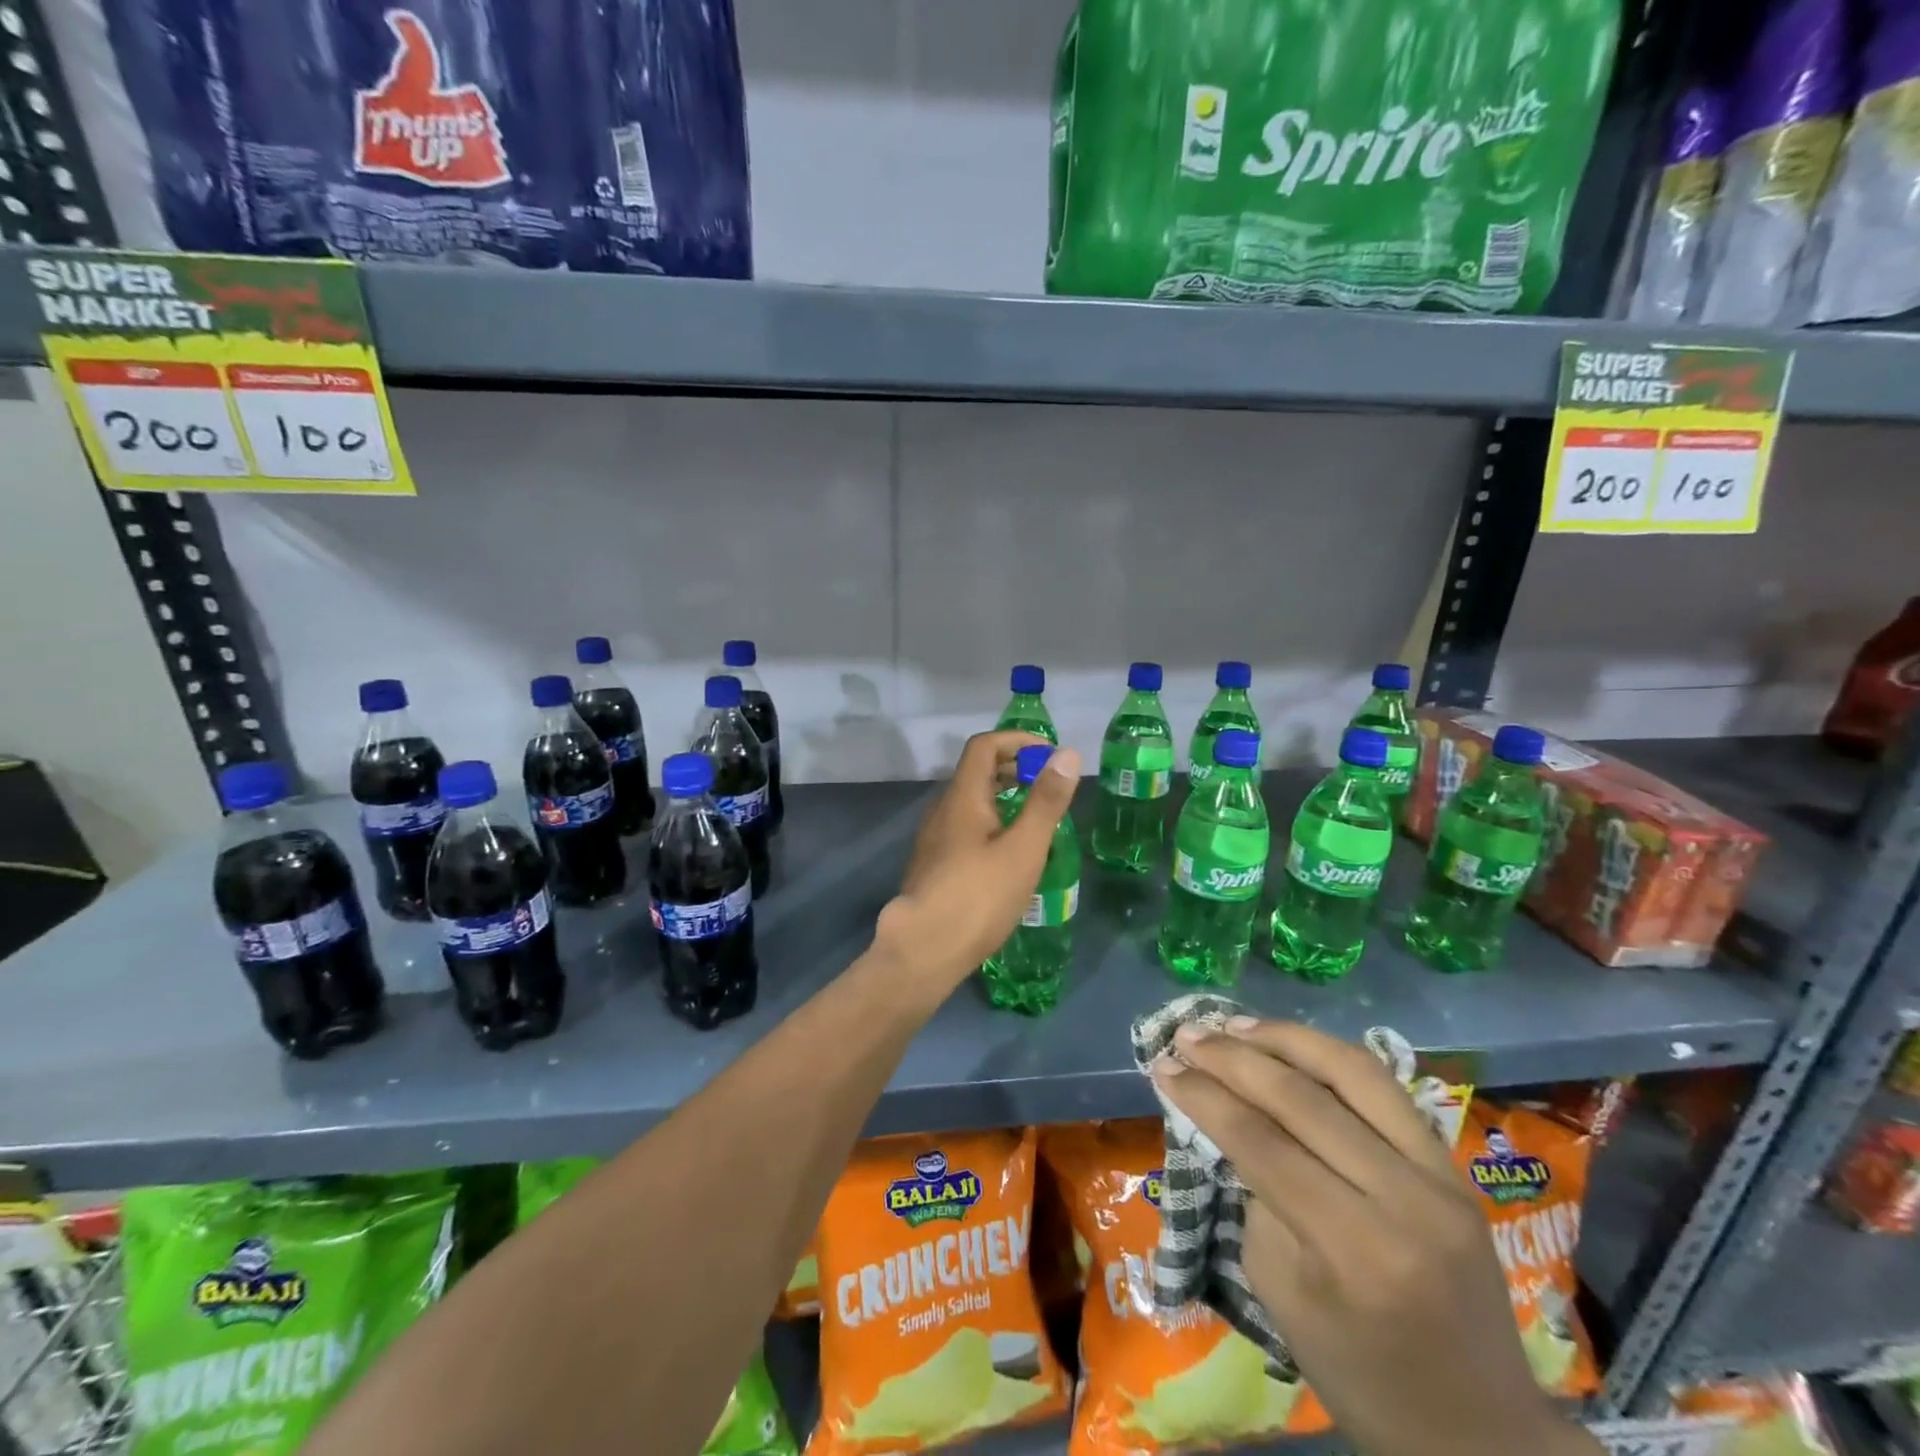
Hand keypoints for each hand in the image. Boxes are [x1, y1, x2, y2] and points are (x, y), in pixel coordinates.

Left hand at [874, 730, 1081, 990]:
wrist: (924, 949)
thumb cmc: (979, 896)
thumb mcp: (1024, 848)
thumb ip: (1046, 801)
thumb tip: (1067, 754)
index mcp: (962, 796)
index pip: (985, 745)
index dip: (1018, 741)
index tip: (1050, 756)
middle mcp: (943, 809)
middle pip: (976, 771)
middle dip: (1014, 768)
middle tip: (1049, 787)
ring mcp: (934, 838)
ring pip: (970, 801)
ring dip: (1003, 796)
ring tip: (1036, 819)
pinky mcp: (934, 864)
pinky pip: (965, 826)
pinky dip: (992, 821)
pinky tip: (1010, 853)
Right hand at [1151, 1019, 1602, 1455]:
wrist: (1482, 1432)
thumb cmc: (1361, 1376)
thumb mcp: (1280, 1294)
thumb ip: (1258, 1197)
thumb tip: (1233, 1119)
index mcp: (1355, 1249)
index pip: (1261, 1143)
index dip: (1204, 1095)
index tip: (1162, 1065)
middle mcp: (1405, 1199)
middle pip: (1302, 1098)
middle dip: (1232, 1057)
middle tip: (1186, 1035)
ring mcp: (1441, 1177)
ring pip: (1353, 1072)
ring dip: (1284, 1038)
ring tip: (1234, 1025)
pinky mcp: (1454, 1167)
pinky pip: (1386, 1088)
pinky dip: (1330, 1056)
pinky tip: (1291, 1043)